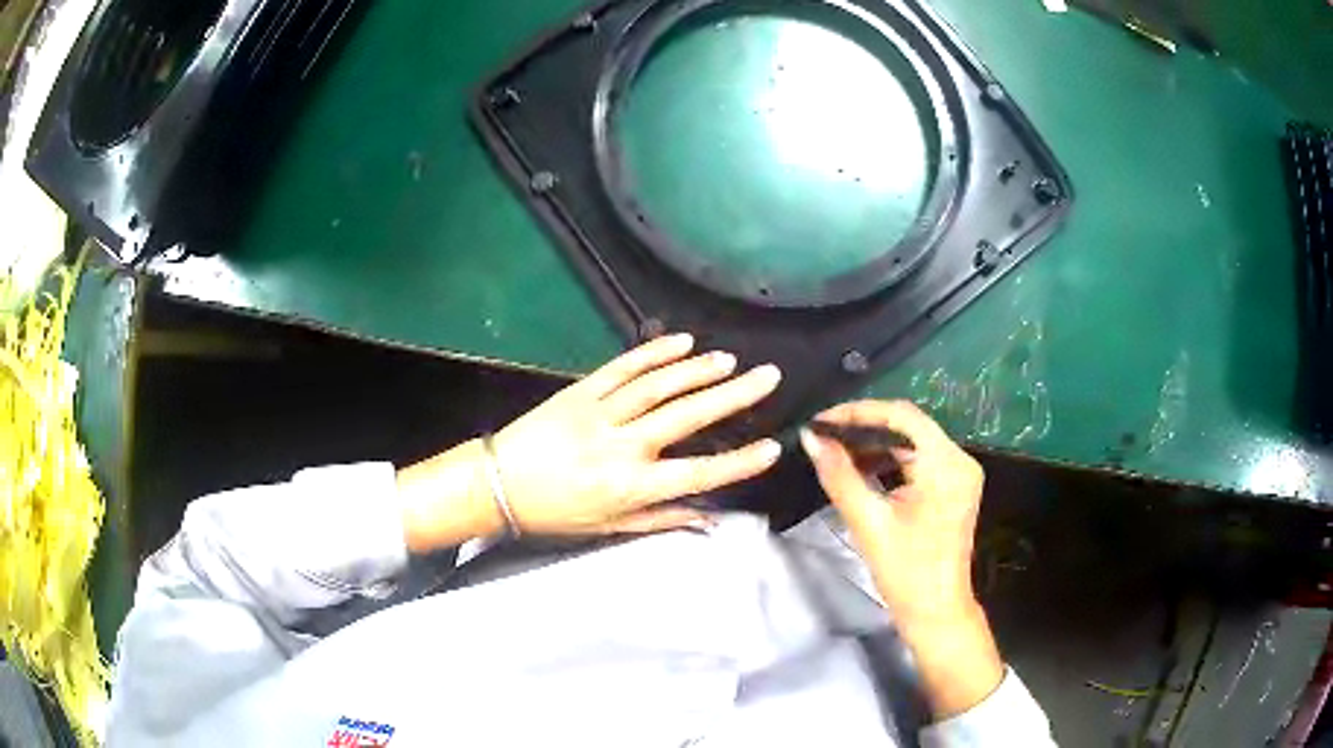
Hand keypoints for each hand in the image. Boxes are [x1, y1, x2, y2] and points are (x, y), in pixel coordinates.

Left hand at [492, 333, 782, 533]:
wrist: (497, 483)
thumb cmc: (555, 512)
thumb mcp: (608, 528)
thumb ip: (660, 519)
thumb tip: (708, 517)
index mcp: (629, 487)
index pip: (696, 475)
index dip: (737, 463)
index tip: (772, 448)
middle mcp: (620, 447)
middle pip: (686, 417)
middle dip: (732, 396)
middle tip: (767, 377)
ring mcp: (599, 413)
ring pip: (657, 386)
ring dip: (697, 370)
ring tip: (730, 361)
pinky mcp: (580, 391)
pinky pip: (622, 368)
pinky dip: (653, 353)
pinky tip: (682, 343)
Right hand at [801, 399, 982, 622]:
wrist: (936, 611)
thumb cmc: (906, 572)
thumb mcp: (868, 523)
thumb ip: (839, 476)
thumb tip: (811, 438)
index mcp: (946, 465)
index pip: (902, 417)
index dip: (859, 412)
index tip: (822, 420)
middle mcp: (959, 460)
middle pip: (909, 427)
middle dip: (864, 429)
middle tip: (823, 436)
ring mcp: (960, 473)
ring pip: (912, 443)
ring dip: (875, 445)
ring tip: (836, 452)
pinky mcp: (954, 486)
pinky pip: (919, 460)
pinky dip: (890, 461)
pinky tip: (862, 469)